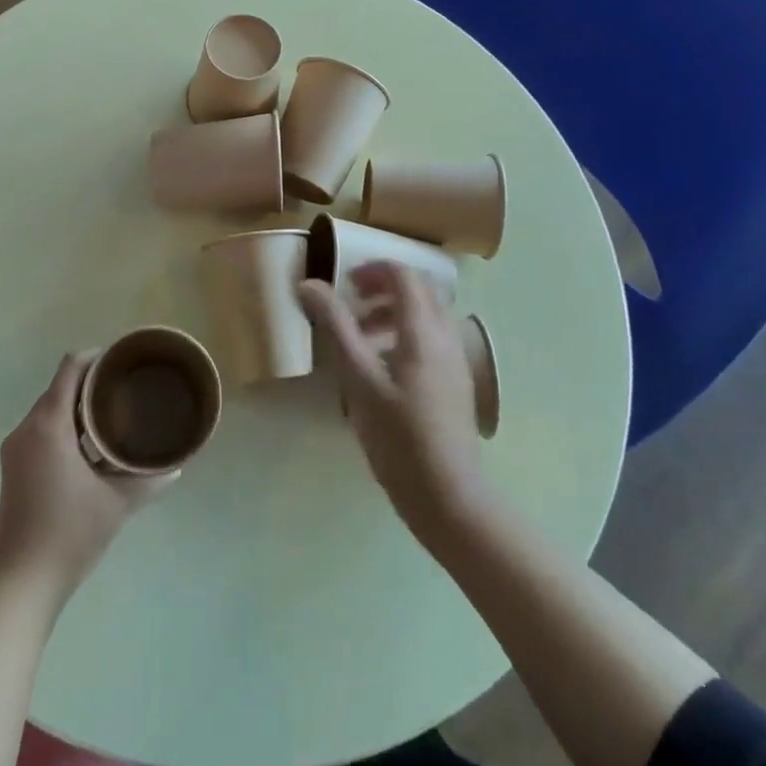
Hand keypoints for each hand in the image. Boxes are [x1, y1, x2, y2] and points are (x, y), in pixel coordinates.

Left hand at [0, 352, 173, 608]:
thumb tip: (177, 467)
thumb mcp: (116, 503)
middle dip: (90, 384)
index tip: (120, 360)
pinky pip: (40, 431)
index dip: (94, 357)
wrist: (21, 583)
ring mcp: (15, 450)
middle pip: (59, 388)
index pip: (69, 369)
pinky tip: (89, 447)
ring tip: (112, 416)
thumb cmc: (70, 533)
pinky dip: (64, 428)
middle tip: (124, 389)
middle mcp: (26, 429)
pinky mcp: (13, 468)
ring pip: (49, 411)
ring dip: (77, 408)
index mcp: (48, 425)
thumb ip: (147, 479)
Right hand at [300, 264, 486, 546]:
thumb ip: (336, 326)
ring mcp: (456, 360)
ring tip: (363, 336)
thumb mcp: (358, 379)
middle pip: (421, 289)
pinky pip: (434, 337)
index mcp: (423, 330)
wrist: (448, 496)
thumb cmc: (398, 437)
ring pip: (429, 313)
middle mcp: (446, 336)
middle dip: (385, 286)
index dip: (373, 269)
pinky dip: (408, 332)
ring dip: (396, 310)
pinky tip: (384, 366)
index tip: (344, 283)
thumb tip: (308, 284)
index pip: (404, 275)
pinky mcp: (457, 381)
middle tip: (353, 301)